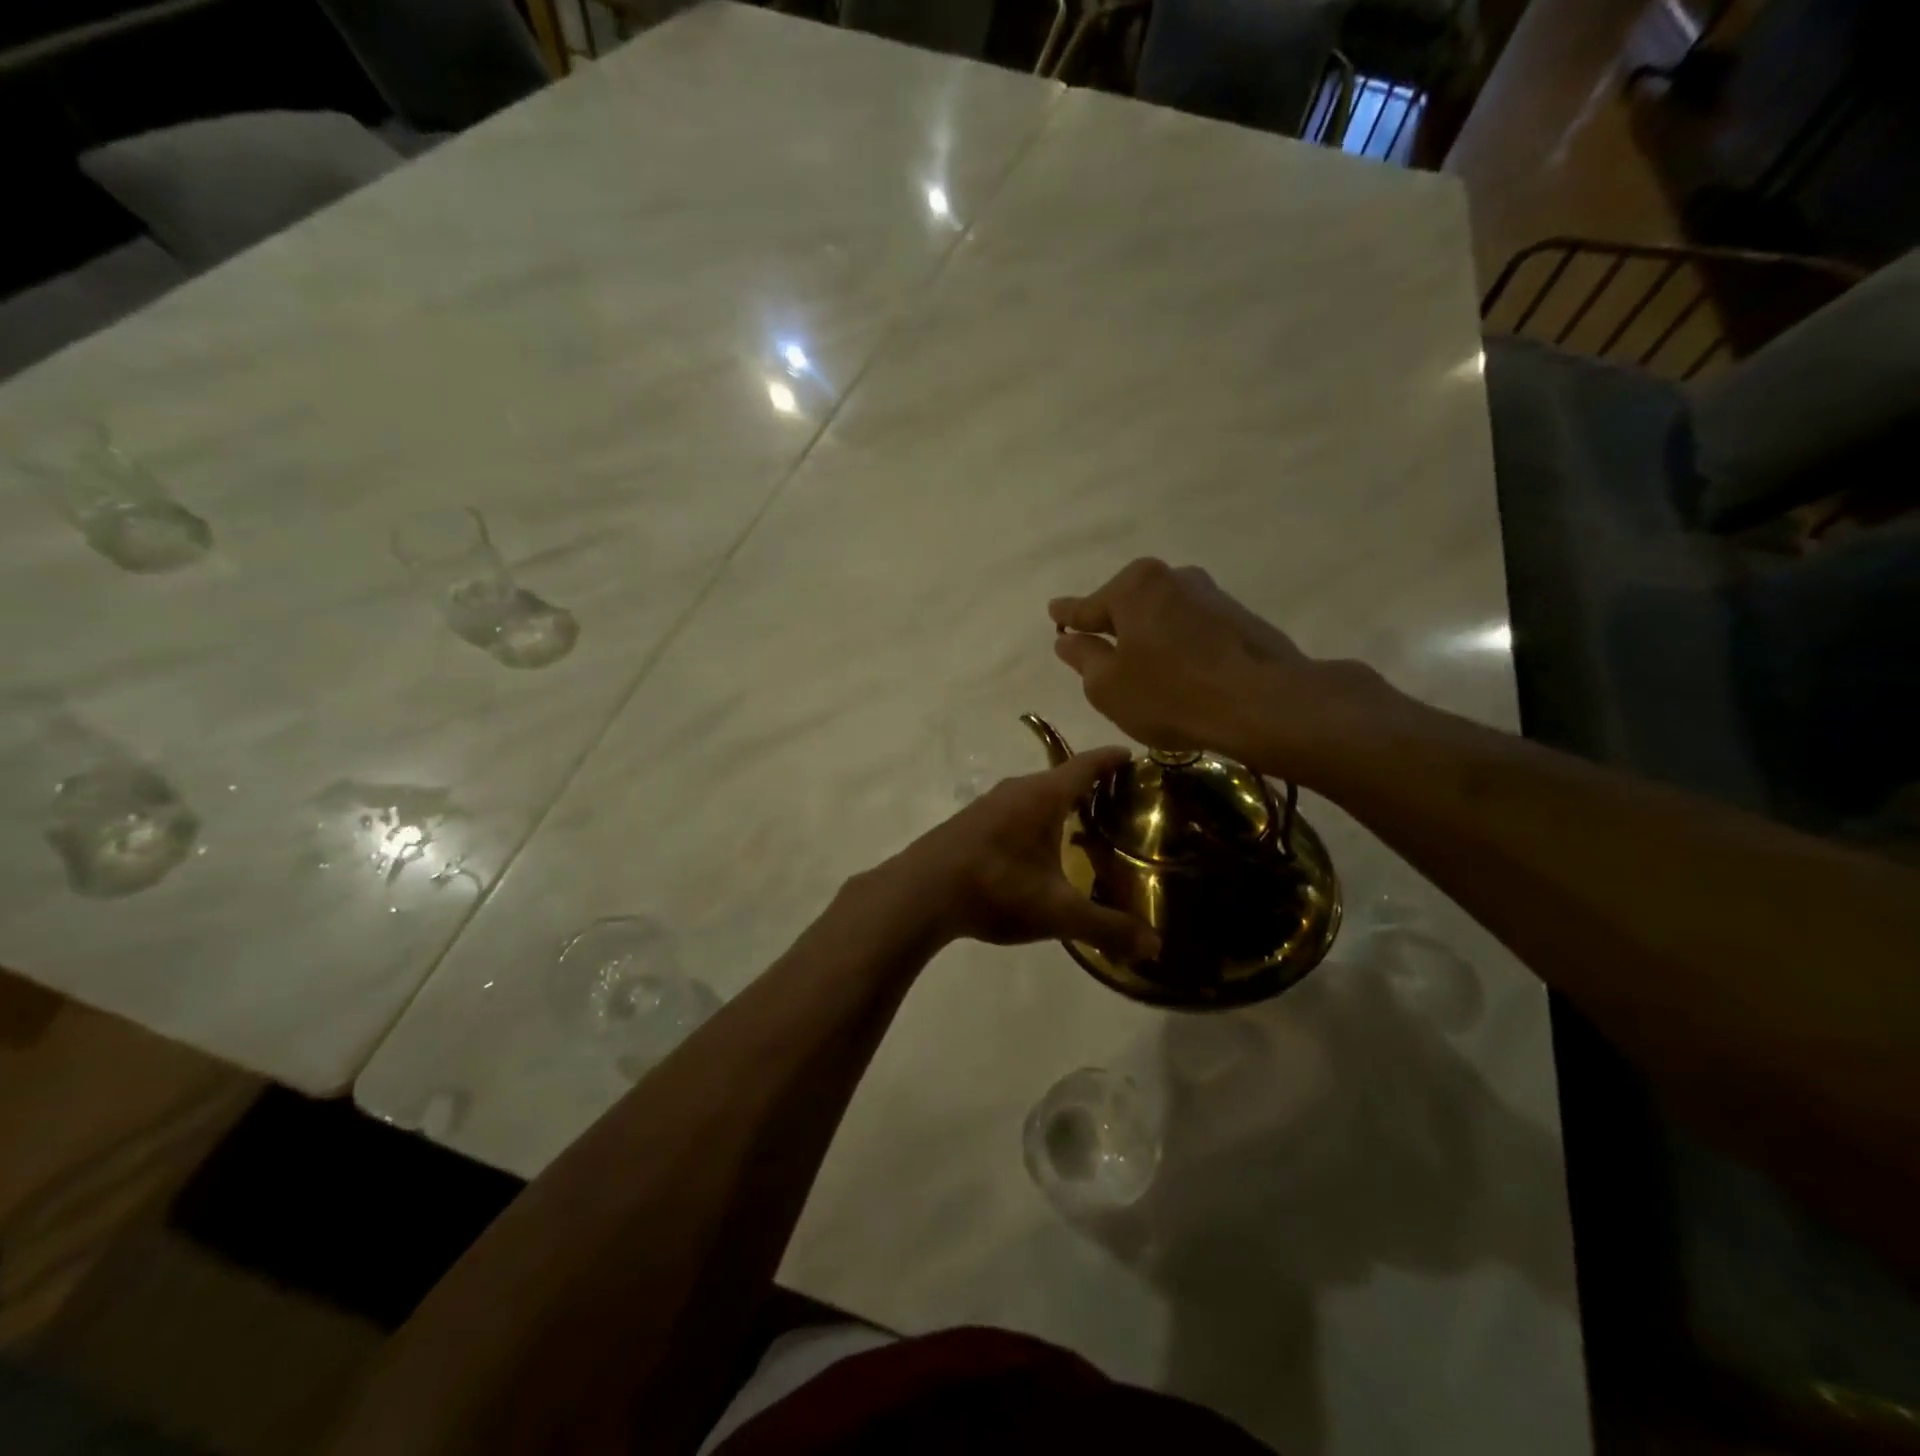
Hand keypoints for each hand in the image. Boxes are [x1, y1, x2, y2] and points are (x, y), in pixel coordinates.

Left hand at [883, 750, 1159, 962]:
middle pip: (1059, 778)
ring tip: (1081, 823)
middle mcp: (1015, 790)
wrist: (920, 894)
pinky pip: (1013, 810)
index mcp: (1042, 797)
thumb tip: (1155, 948)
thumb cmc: (996, 889)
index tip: (1132, 755)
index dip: (1110, 759)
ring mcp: (987, 804)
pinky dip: (1033, 818)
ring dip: (1057, 803)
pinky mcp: (969, 823)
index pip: (1085, 766)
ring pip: (1032, 795)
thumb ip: (1107, 927)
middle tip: (1118, 800)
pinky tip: (1034, 846)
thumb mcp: (1057, 912)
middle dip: (1089, 784)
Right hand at [1049, 558, 1385, 781]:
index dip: (1068, 616)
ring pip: (1163, 616)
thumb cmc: (1169, 694)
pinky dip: (1180, 646)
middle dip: (1114, 627)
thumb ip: (1083, 658)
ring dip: (1150, 637)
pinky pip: (1193, 629)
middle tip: (1101, 653)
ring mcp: (1211, 594)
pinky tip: (1182, 673)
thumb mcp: (1107, 686)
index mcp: (1133, 586)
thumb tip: (1068, 640)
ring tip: (1146, 670)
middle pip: (1129, 606)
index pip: (1088, 606)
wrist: (1261, 703)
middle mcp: (1172, 577)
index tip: (1054, 612)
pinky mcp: (1240, 617)